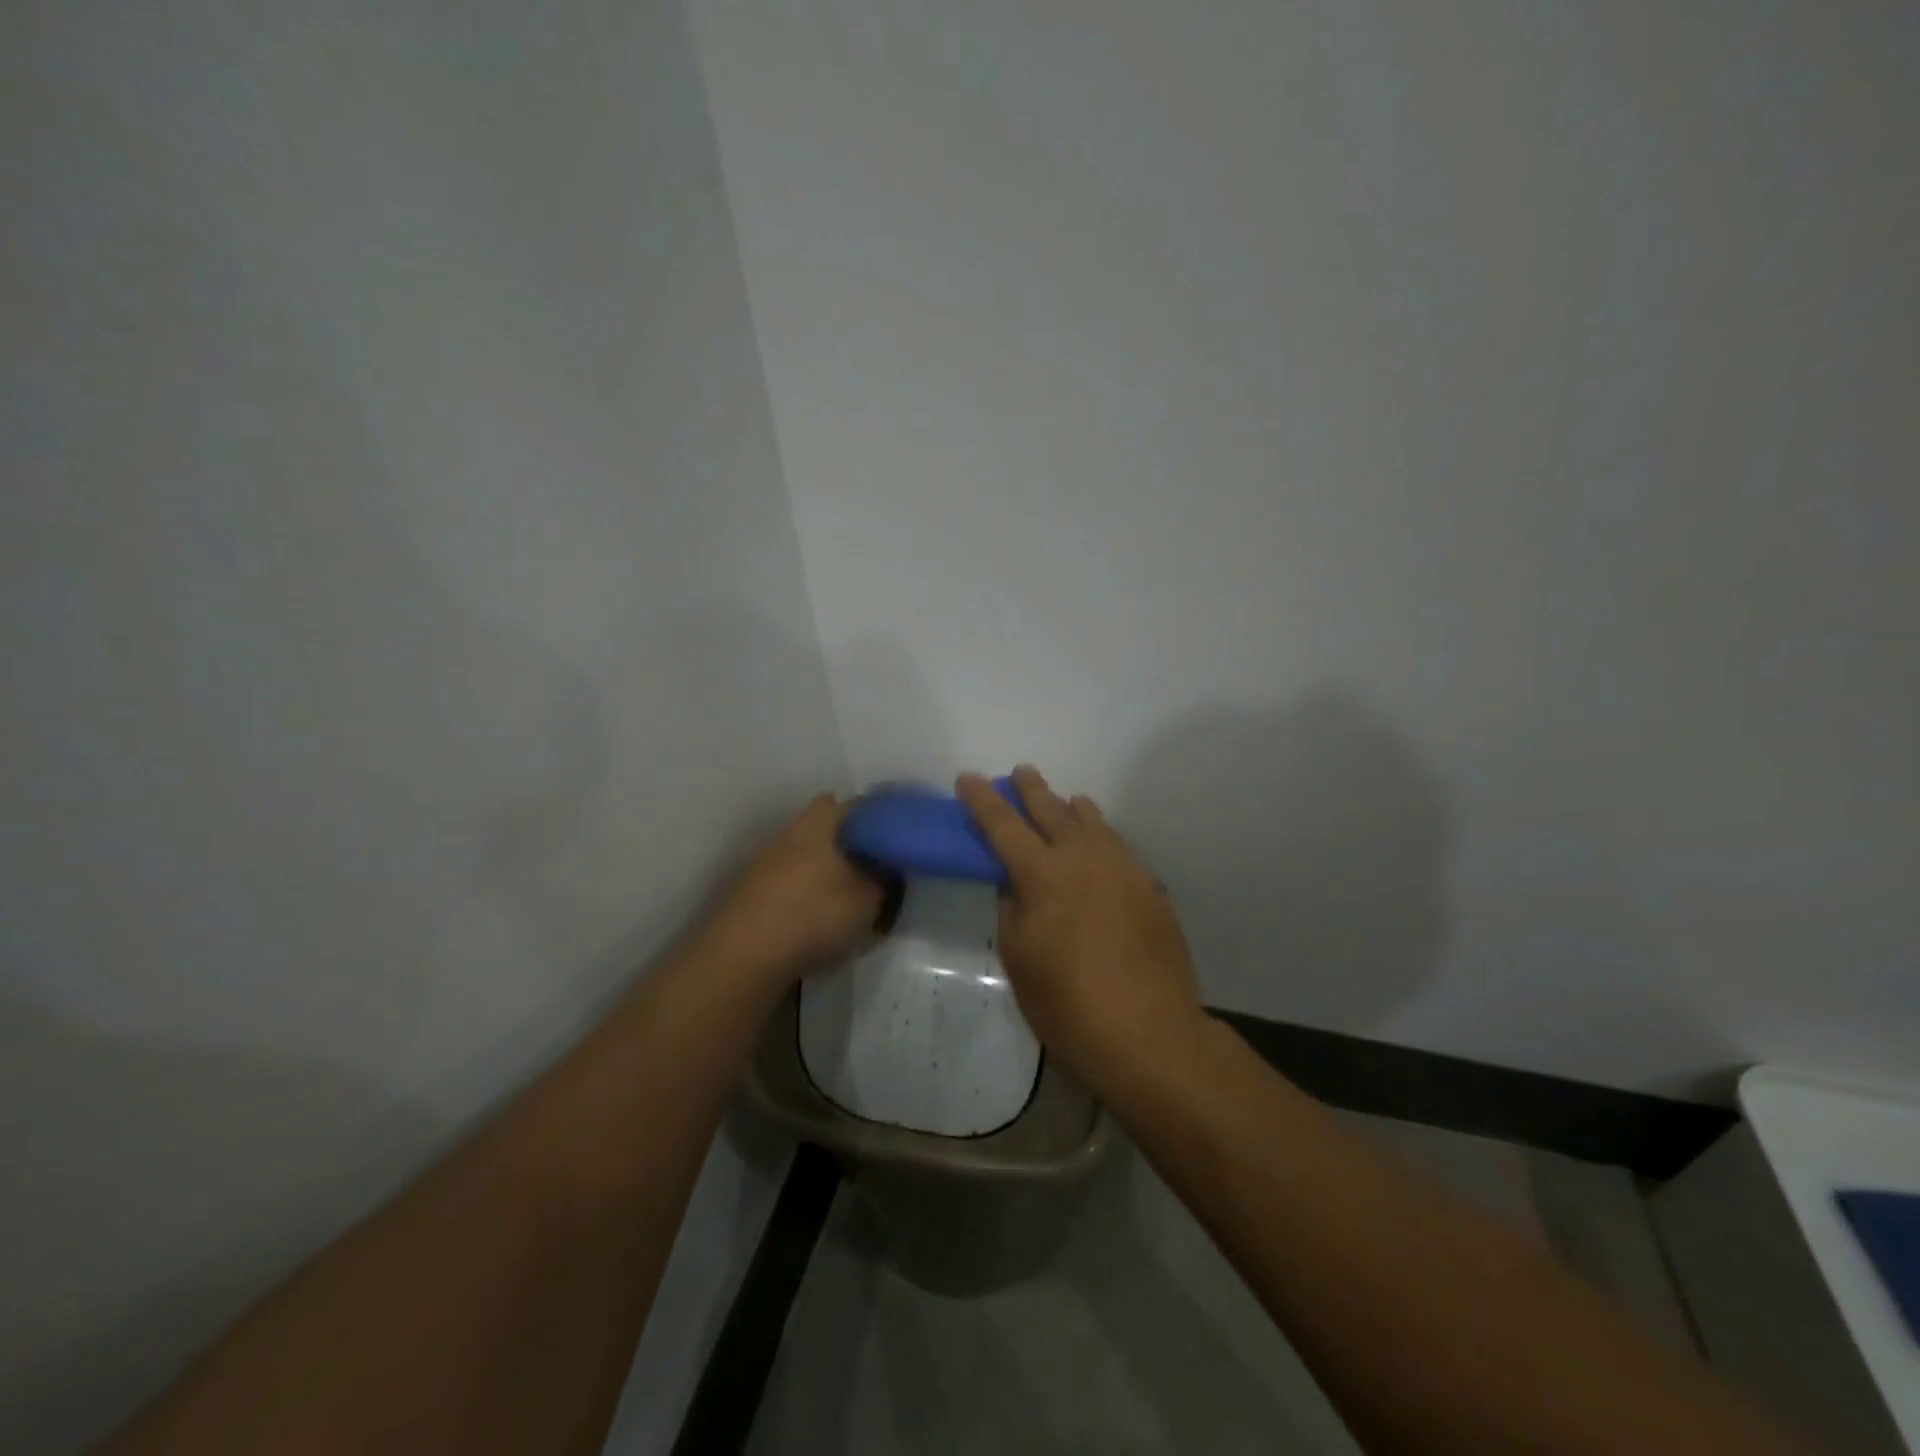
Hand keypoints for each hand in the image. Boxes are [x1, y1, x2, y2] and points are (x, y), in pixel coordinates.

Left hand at [694, 794, 884, 986]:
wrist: (743, 957)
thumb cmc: (814, 915)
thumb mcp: (868, 899)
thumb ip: (884, 878)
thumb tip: (888, 866)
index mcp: (820, 823)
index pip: (855, 804)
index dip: (877, 818)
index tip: (894, 838)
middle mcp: (789, 832)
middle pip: (827, 828)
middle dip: (850, 845)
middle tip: (874, 869)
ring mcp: (764, 860)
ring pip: (806, 854)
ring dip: (826, 870)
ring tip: (848, 898)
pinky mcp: (749, 890)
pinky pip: (788, 881)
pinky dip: (804, 892)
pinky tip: (816, 917)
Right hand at [956, 766, 1207, 1093]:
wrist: (1150, 1033)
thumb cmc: (1068, 1004)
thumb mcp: (1019, 959)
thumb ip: (1012, 909)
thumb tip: (1014, 883)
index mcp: (1042, 874)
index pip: (1003, 824)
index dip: (982, 800)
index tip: (968, 778)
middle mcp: (1084, 858)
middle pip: (1052, 809)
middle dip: (1031, 789)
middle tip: (1020, 773)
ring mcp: (1123, 868)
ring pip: (1093, 821)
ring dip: (1070, 809)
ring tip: (1063, 804)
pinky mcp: (1150, 886)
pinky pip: (1118, 846)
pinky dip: (1099, 837)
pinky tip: (1098, 848)